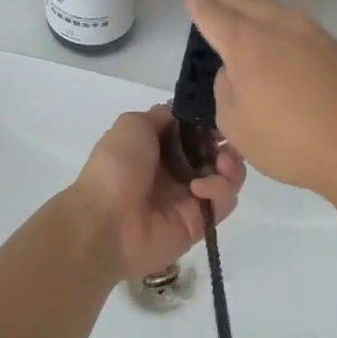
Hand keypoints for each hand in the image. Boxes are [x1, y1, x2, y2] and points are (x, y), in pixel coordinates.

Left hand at [64, 105, 243, 281]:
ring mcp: (191, 197)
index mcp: (160, 147)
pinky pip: (224, 202)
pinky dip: (219, 190)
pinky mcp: (201, 222)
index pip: (197, 131)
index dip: (211, 122)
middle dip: (227, 143)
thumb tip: (186, 114)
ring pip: (227, 177)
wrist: (105, 221)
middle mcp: (178, 170)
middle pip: (217, 152)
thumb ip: (163, 116)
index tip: (220, 116)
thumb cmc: (117, 166)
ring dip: (231, 165)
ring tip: (221, 164)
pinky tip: (199, 189)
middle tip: (225, 142)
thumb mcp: (133, 124)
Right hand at [183, 0, 336, 198]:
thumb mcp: (238, 125)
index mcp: (245, 46)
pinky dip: (283, 12)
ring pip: (275, 3)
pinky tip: (284, 15)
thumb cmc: (289, 141)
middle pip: (243, 1)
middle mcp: (276, 29)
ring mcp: (309, 33)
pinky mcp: (334, 46)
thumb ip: (227, 92)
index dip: (200, 2)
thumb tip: (234, 72)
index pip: (214, 16)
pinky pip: (299, 20)